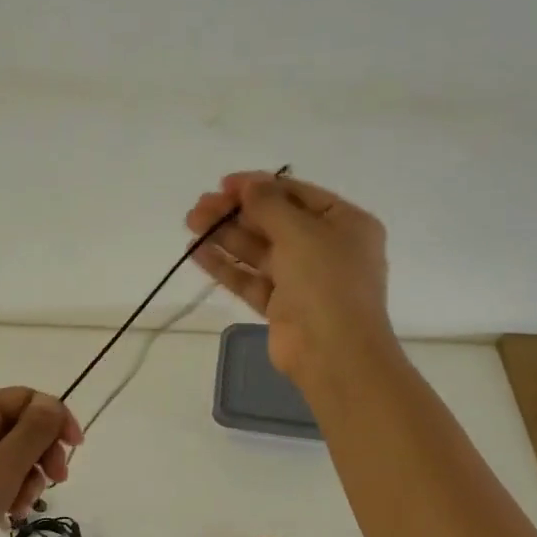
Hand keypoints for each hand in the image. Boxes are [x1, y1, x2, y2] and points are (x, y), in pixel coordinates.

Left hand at [0, 387, 82, 536]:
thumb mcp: (1, 468)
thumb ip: (32, 433)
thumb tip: (52, 404)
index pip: (25, 398)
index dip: (55, 418)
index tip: (75, 449)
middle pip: (18, 426)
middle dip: (42, 453)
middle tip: (55, 482)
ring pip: (7, 456)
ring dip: (26, 479)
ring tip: (21, 508)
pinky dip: (6, 492)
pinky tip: (8, 517)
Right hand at [185, 172, 392, 388]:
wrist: (334, 353)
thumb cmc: (326, 281)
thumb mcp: (300, 231)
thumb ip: (269, 204)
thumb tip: (248, 184)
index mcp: (345, 223)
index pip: (297, 194)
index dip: (259, 186)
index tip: (223, 184)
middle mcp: (326, 248)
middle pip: (274, 222)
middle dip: (235, 213)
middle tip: (199, 207)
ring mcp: (303, 279)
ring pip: (258, 250)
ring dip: (225, 235)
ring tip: (190, 224)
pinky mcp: (281, 306)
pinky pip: (250, 279)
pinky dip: (225, 266)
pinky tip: (196, 252)